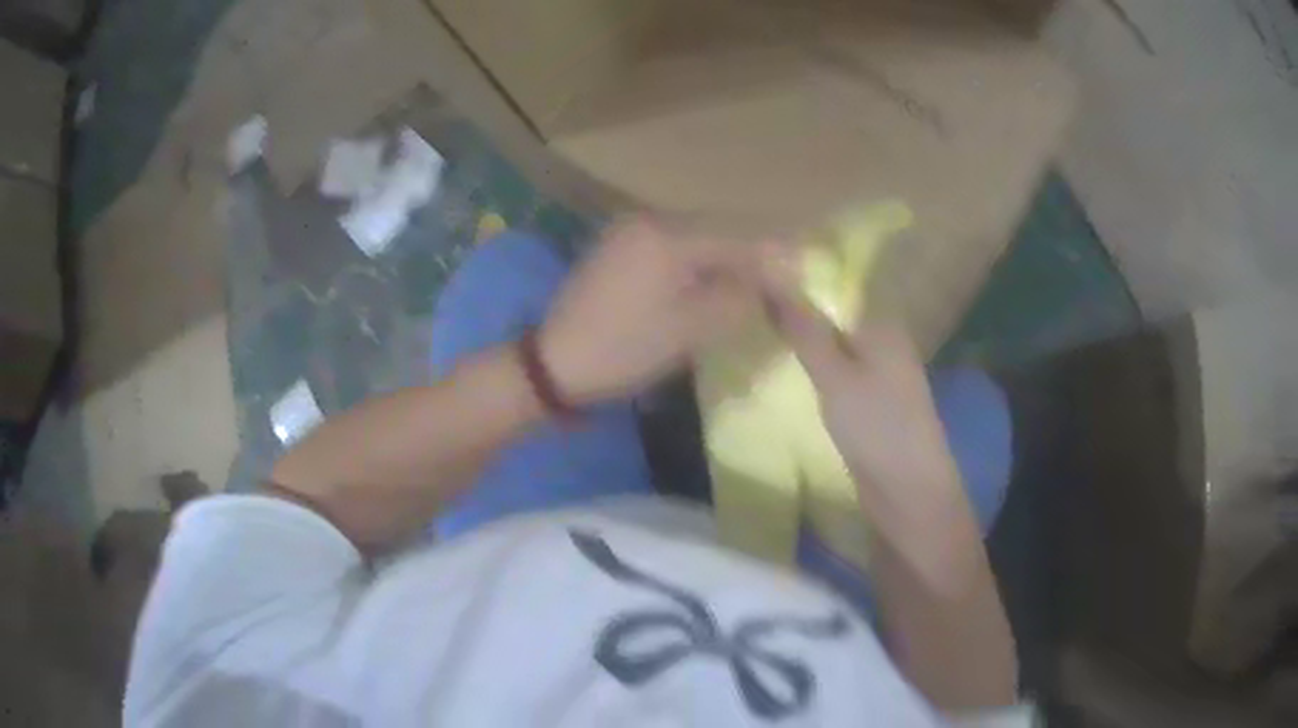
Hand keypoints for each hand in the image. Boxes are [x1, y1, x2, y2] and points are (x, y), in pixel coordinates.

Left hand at [539, 218, 763, 403]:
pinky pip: (672, 246)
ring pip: (696, 237)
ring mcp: (629, 230)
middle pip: (718, 230)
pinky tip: (706, 284)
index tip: (797, 283)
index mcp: (669, 234)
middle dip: (751, 256)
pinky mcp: (618, 247)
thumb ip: (741, 297)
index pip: (739, 237)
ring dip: (724, 259)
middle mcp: (650, 219)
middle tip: (776, 287)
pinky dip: (696, 262)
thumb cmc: (626, 349)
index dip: (773, 258)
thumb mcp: (692, 329)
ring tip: (747, 289)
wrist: (554, 363)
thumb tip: (777, 278)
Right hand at [763, 275, 978, 584]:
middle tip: (743, 310)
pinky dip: (812, 371)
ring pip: (832, 347)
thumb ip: (804, 330)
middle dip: (793, 314)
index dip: (794, 282)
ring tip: (753, 335)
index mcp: (881, 324)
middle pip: (831, 317)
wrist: (909, 492)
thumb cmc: (876, 426)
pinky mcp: (871, 403)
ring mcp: (879, 374)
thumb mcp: (834, 375)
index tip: (750, 282)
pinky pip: (836, 375)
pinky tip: (784, 373)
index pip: (832, 288)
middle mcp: (883, 341)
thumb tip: (772, 278)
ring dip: (800, 344)